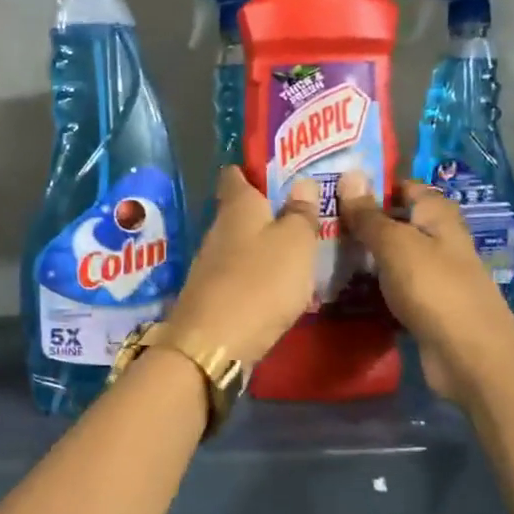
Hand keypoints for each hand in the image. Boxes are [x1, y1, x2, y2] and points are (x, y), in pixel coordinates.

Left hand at [163, 167, 321, 365]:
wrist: (214, 344)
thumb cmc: (261, 282)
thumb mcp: (296, 243)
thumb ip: (301, 213)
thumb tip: (303, 182)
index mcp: (237, 206)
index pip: (236, 174)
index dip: (254, 169)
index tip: (278, 170)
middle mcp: (218, 229)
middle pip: (240, 211)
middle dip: (267, 211)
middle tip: (303, 213)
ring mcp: (210, 265)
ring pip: (240, 245)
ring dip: (263, 247)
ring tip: (298, 251)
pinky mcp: (211, 296)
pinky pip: (239, 276)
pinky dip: (257, 277)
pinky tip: (278, 288)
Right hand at [336, 172, 513, 401]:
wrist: (468, 354)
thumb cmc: (433, 287)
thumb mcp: (395, 244)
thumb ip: (369, 214)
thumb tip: (349, 175)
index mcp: (437, 215)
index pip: (403, 187)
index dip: (371, 185)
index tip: (332, 187)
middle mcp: (437, 240)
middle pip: (395, 223)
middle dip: (360, 223)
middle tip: (315, 223)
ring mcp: (431, 275)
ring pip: (390, 258)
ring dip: (361, 258)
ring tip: (316, 254)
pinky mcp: (423, 306)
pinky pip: (391, 289)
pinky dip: (370, 289)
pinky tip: (340, 290)